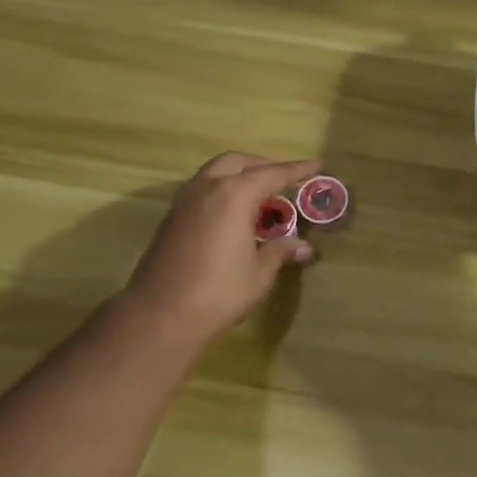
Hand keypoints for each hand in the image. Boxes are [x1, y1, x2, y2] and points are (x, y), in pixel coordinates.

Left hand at [122, 153, 319, 348]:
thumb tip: (306, 248)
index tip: (317, 165)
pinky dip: (222, 190)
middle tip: (285, 180)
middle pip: (238, 162)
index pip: (271, 174)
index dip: (297, 170)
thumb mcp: (259, 273)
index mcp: (233, 196)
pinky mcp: (172, 218)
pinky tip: (234, 215)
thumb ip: (281, 252)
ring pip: (215, 172)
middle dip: (263, 166)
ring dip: (239, 176)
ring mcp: (184, 202)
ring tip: (260, 197)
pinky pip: (202, 190)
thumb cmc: (218, 292)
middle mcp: (206, 188)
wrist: (160, 314)